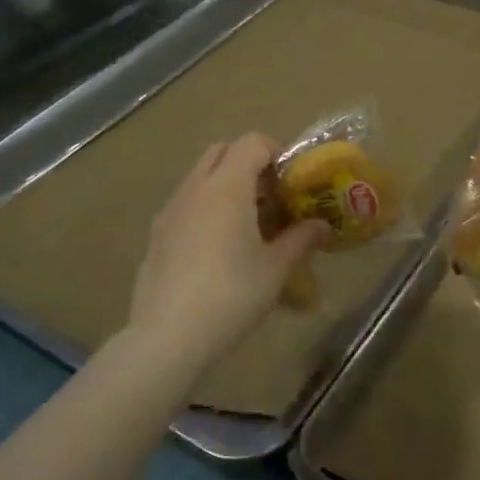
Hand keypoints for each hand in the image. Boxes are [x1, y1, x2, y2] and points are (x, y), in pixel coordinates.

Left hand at [128, 135, 327, 361]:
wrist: (168, 336)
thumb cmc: (231, 294)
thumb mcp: (276, 269)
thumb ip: (301, 239)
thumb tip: (322, 225)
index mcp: (227, 187)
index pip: (252, 143)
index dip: (277, 152)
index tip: (293, 180)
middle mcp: (195, 189)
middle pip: (222, 152)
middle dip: (249, 164)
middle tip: (272, 197)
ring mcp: (170, 211)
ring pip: (201, 177)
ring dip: (227, 186)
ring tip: (249, 225)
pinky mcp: (156, 235)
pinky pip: (186, 204)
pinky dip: (207, 208)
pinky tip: (220, 248)